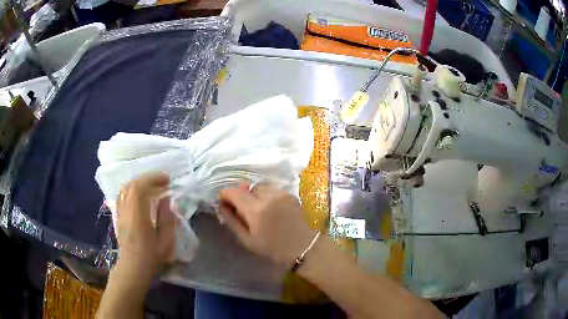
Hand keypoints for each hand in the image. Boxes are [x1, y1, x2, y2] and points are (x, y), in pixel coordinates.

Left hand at [115, 173, 175, 278]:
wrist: (133, 266)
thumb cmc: (151, 256)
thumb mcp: (166, 241)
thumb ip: (167, 219)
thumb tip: (166, 200)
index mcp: (137, 216)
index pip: (140, 187)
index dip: (153, 179)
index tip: (167, 180)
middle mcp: (126, 210)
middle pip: (132, 184)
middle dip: (148, 179)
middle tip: (162, 182)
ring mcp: (120, 212)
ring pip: (126, 188)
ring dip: (139, 183)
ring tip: (152, 187)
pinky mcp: (118, 215)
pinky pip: (122, 195)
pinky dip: (132, 190)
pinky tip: (140, 196)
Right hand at [218, 183, 315, 266]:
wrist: (303, 247)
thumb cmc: (272, 248)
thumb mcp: (247, 239)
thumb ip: (231, 220)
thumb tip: (221, 205)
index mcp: (255, 209)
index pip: (233, 192)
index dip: (225, 195)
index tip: (223, 202)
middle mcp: (268, 196)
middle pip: (246, 187)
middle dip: (240, 196)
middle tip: (243, 210)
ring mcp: (281, 192)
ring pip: (259, 187)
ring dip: (254, 195)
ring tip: (258, 210)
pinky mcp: (290, 193)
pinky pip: (271, 189)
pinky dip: (266, 196)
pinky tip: (270, 209)